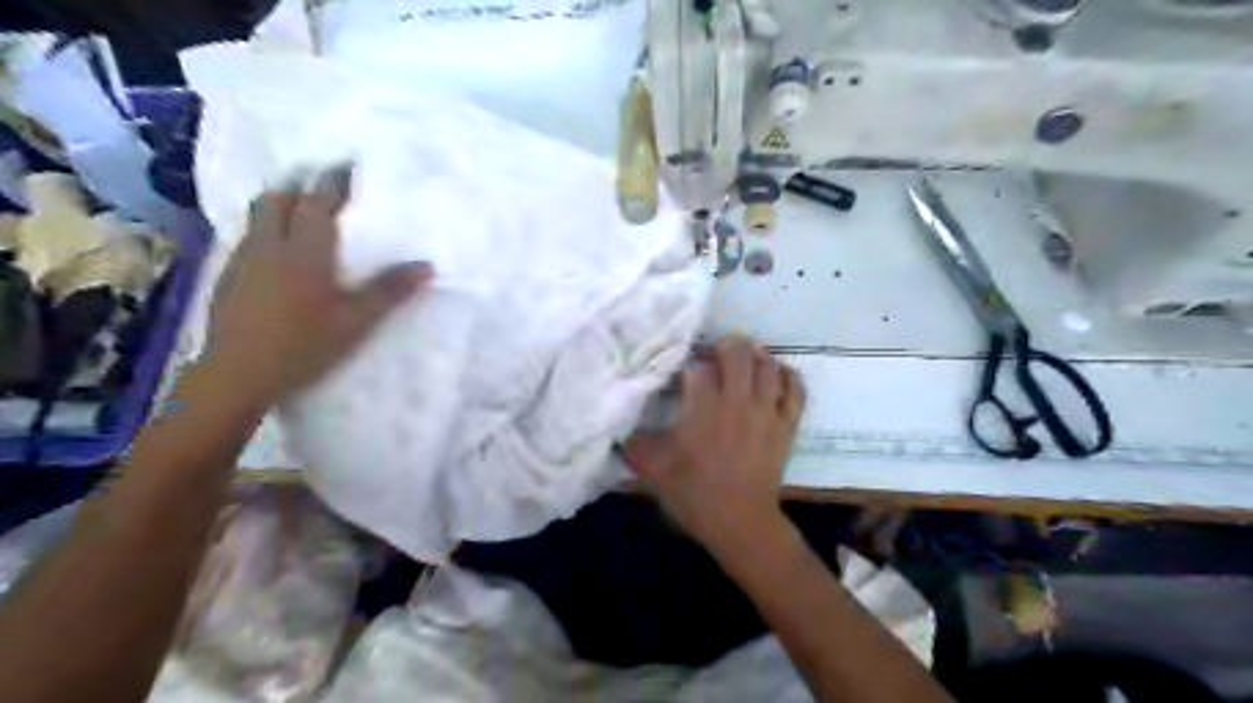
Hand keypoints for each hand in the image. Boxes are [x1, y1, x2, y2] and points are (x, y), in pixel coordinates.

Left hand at [205, 164, 435, 404]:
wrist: (238, 374)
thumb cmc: (305, 345)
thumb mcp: (356, 321)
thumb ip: (389, 290)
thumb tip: (427, 265)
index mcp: (305, 251)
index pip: (318, 203)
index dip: (332, 182)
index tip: (346, 165)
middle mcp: (269, 245)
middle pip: (278, 199)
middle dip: (300, 187)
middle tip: (322, 188)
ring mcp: (243, 260)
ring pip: (258, 217)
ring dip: (279, 206)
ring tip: (299, 213)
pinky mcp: (227, 277)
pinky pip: (247, 238)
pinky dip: (265, 231)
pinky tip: (277, 254)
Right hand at [620, 337, 806, 551]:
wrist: (740, 523)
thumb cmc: (694, 493)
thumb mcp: (653, 469)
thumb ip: (634, 442)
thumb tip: (618, 425)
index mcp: (704, 407)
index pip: (699, 367)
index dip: (690, 364)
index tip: (683, 371)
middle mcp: (738, 400)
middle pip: (739, 353)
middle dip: (726, 345)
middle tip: (716, 352)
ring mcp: (767, 410)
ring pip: (768, 366)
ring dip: (756, 355)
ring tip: (745, 358)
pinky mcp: (787, 424)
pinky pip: (795, 389)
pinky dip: (788, 376)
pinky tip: (777, 374)